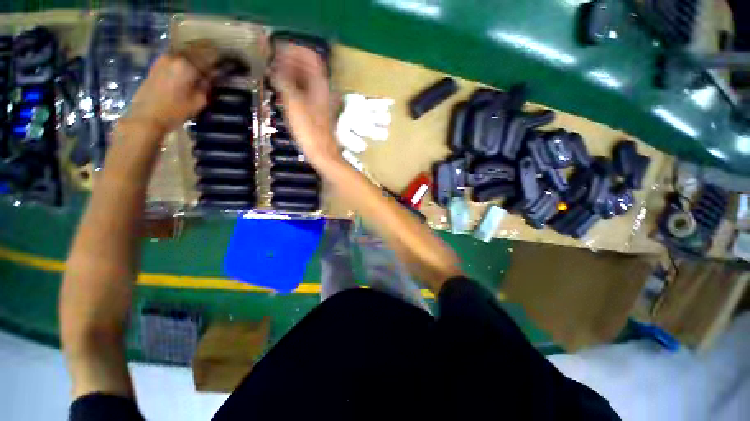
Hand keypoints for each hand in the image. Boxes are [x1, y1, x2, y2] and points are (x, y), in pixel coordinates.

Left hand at [126, 42, 218, 133]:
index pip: (211, 57)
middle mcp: (175, 56)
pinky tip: (193, 69)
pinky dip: (188, 61)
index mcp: (188, 65)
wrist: (146, 117)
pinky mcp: (157, 63)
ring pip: (187, 53)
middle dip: (211, 57)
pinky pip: (178, 57)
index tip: (233, 65)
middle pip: (198, 51)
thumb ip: (208, 85)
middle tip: (221, 65)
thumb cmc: (175, 112)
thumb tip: (214, 76)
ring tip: (208, 66)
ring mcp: (164, 58)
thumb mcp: (199, 101)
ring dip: (199, 58)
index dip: (223, 61)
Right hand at [271, 44, 338, 165]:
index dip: (292, 49)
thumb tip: (273, 67)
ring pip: (305, 79)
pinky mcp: (316, 111)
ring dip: (290, 73)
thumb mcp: (293, 104)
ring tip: (273, 74)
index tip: (275, 50)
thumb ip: (283, 81)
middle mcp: (322, 89)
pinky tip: (282, 91)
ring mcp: (320, 101)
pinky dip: (293, 86)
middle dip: (289, 60)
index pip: (309, 55)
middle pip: (307, 66)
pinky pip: (304, 91)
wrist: (322, 154)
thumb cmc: (309, 131)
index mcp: (320, 84)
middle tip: (271, 61)